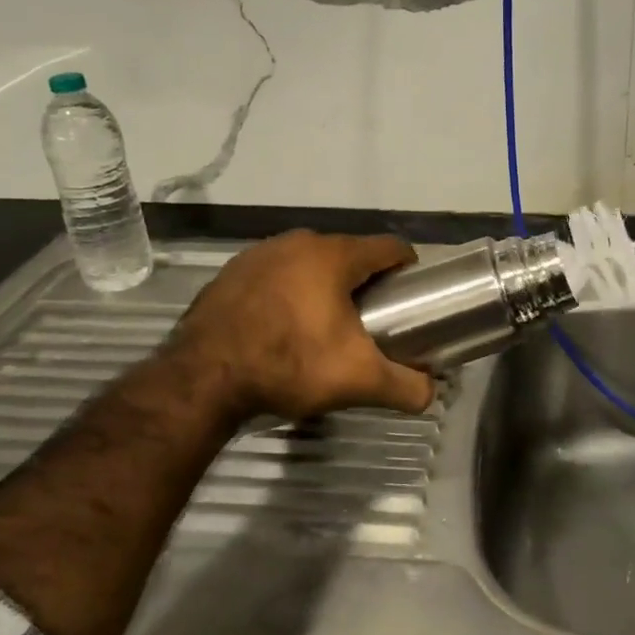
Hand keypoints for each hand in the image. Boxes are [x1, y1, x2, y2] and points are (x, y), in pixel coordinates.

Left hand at [160, 231, 435, 419]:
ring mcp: (259, 254)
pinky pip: (274, 275)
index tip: (411, 296)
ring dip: (322, 285)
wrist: (203, 378)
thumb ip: (406, 386)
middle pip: (348, 254)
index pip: (389, 247)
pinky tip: (280, 326)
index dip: (407, 269)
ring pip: (308, 263)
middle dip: (364, 281)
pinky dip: (286, 292)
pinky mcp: (230, 272)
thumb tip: (431, 392)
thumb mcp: (359, 380)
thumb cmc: (290, 365)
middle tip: (370, 319)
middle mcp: (298, 242)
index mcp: (334, 255)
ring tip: (324, 325)